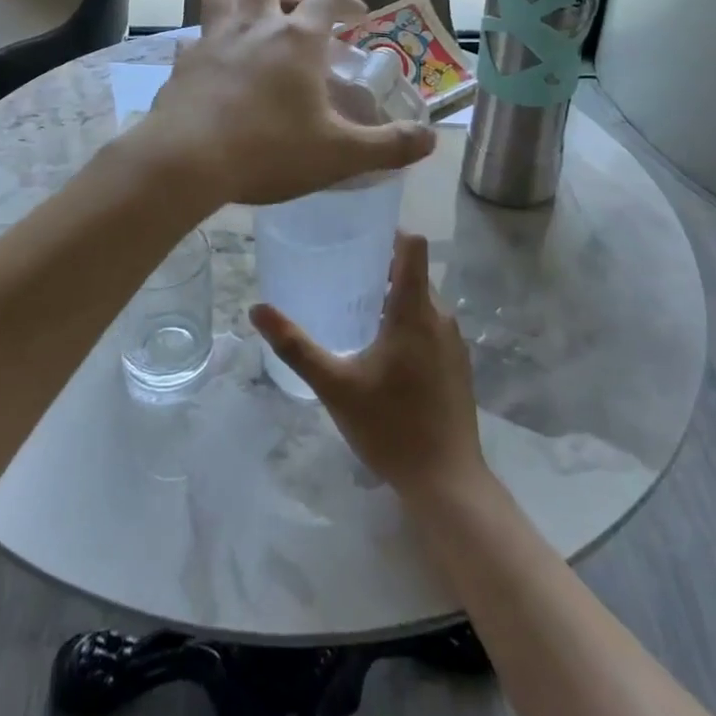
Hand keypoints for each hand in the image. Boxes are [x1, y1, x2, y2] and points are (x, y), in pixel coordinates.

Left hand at [129, 0, 435, 207]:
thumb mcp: (339, 155)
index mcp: (297, 39)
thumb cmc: (269, 150)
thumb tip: (431, 140)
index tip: (356, 15)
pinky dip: (209, 43)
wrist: (186, 161)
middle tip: (297, 3)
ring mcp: (212, 39)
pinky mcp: (183, 61)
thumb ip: (388, 146)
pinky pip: (195, 37)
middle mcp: (254, 25)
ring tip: (254, 22)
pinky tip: (217, 68)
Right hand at [252, 233, 487, 503]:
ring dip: (394, 299)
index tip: (359, 235)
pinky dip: (409, 324)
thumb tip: (257, 309)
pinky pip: (432, 327)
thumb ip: (295, 346)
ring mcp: (454, 343)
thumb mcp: (335, 386)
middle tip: (342, 277)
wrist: (447, 483)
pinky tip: (382, 354)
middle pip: (414, 274)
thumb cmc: (391, 426)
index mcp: (415, 311)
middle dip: (381, 270)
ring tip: (357, 313)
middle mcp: (441, 317)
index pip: (413, 246)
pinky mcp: (458, 366)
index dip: (389, 232)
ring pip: (423, 302)